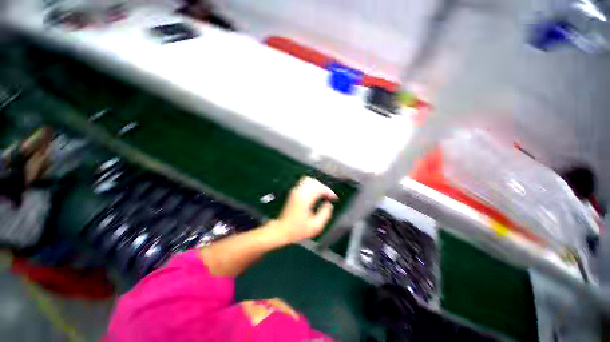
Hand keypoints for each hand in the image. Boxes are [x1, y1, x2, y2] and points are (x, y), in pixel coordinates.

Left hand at [273, 177, 337, 243]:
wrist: (282, 230)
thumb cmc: (298, 230)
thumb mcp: (315, 227)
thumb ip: (325, 214)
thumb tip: (329, 204)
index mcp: (305, 199)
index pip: (319, 188)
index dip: (329, 191)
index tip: (334, 198)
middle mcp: (299, 192)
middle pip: (315, 182)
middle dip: (324, 188)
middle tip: (330, 197)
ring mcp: (295, 190)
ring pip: (310, 180)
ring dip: (318, 186)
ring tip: (323, 194)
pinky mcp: (293, 191)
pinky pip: (304, 182)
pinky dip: (312, 185)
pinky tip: (315, 193)